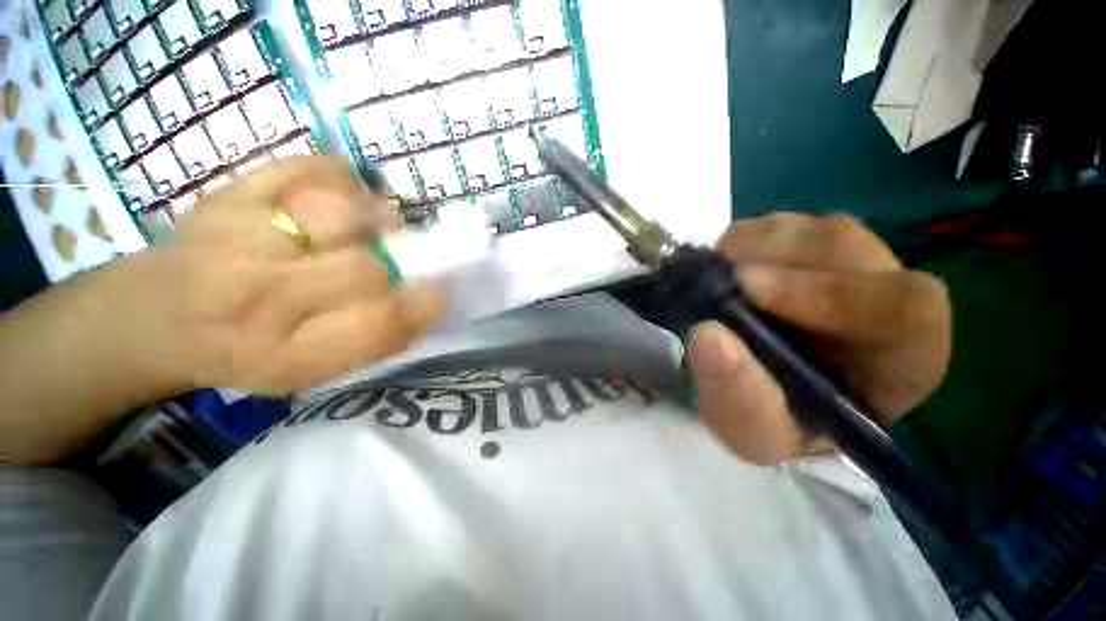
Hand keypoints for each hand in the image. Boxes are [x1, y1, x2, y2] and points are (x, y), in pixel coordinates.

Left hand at [115, 156, 444, 392]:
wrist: (153, 316)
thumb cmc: (242, 351)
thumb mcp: (309, 372)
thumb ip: (371, 341)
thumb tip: (428, 302)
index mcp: (286, 354)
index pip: (376, 326)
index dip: (423, 304)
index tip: (442, 289)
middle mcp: (259, 299)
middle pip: (364, 270)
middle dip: (395, 265)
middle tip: (398, 259)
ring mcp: (237, 237)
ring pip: (336, 213)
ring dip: (374, 216)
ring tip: (379, 222)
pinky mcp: (227, 193)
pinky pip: (301, 168)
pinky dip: (337, 175)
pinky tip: (343, 192)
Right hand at [687, 213, 950, 464]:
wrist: (767, 393)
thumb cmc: (778, 421)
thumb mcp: (755, 432)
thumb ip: (739, 398)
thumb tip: (708, 337)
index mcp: (907, 354)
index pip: (902, 305)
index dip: (828, 293)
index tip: (748, 292)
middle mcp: (886, 289)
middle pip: (841, 248)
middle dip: (767, 264)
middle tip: (712, 286)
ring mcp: (845, 256)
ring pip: (800, 229)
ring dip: (745, 254)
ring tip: (713, 287)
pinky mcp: (803, 241)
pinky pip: (768, 227)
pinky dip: (734, 246)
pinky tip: (720, 276)